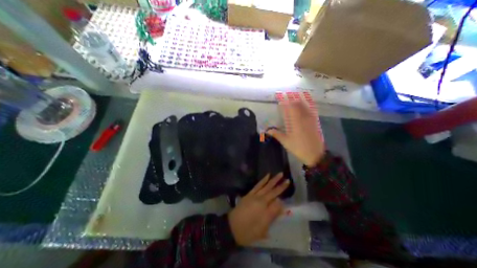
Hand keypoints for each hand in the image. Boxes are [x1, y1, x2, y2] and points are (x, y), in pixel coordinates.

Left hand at [229, 173, 287, 245]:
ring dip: (273, 180)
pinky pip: (257, 185)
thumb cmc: (248, 231)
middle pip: (273, 191)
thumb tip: (280, 204)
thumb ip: (272, 215)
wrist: (232, 226)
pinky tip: (267, 176)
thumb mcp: (262, 229)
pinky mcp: (249, 194)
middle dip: (281, 185)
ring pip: (266, 186)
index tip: (287, 194)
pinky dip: (263, 180)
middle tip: (287, 179)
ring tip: (279, 174)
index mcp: (265, 209)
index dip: (282, 199)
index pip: (277, 201)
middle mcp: (261, 200)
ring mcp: (254, 195)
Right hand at [268, 94, 323, 166]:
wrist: (315, 154)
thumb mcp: (285, 141)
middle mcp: (303, 117)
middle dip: (292, 99)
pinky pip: (311, 110)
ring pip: (305, 106)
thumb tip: (267, 130)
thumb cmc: (298, 147)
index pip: (290, 107)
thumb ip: (276, 134)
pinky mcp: (315, 122)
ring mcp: (311, 119)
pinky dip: (306, 106)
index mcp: (295, 121)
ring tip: (294, 98)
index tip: (280, 97)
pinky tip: (304, 106)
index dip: (285, 101)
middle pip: (298, 104)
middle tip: (286, 96)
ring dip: (299, 101)